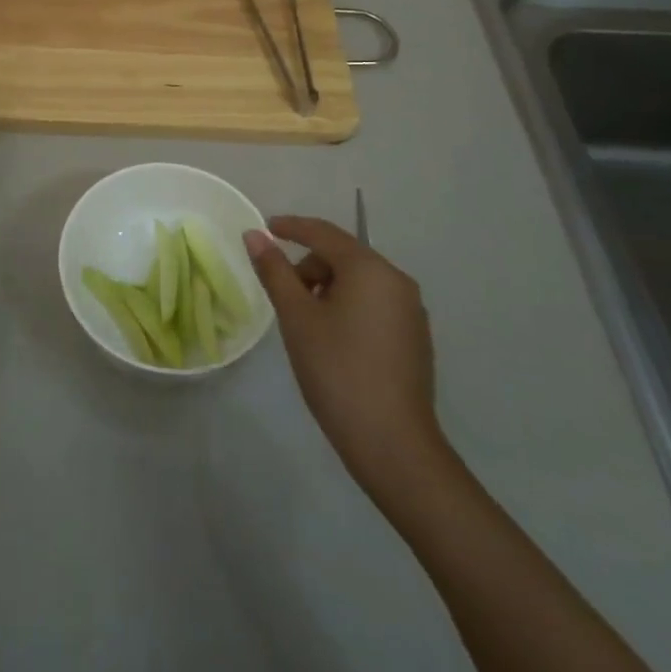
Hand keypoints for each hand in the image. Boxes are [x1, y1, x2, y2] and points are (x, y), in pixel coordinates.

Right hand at [244, 216, 448, 492]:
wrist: (393, 444)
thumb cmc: (337, 371)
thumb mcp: (297, 317)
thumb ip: (275, 271)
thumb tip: (255, 235)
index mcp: (369, 269)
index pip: (324, 233)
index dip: (291, 227)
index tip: (266, 228)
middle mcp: (396, 280)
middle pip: (343, 256)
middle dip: (309, 267)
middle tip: (284, 297)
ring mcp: (411, 310)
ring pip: (359, 281)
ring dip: (328, 288)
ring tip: (306, 324)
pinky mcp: (415, 338)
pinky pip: (374, 304)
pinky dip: (348, 307)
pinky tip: (334, 341)